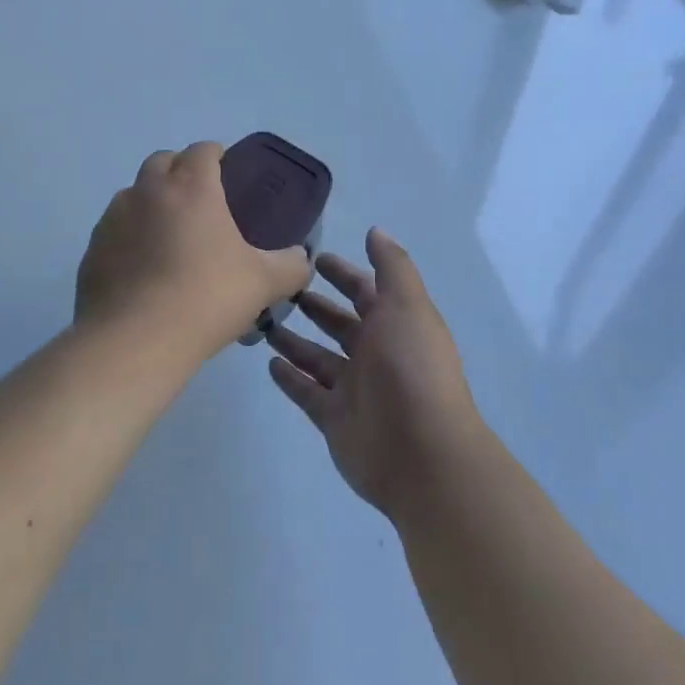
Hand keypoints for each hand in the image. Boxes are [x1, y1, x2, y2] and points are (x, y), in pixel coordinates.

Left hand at [75, 143, 312, 363]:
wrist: (134, 341)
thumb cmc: (206, 298)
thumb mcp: (263, 283)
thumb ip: (290, 266)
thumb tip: (300, 258)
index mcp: (191, 187)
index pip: (202, 150)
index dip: (215, 155)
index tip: (226, 171)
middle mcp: (148, 191)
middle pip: (162, 161)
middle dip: (180, 170)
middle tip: (199, 202)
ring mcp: (114, 218)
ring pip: (134, 194)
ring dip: (151, 202)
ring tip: (169, 237)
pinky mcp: (92, 249)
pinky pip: (114, 230)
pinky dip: (129, 237)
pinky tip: (143, 269)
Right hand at [267, 229, 484, 519]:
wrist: (421, 453)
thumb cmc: (412, 368)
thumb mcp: (406, 305)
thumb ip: (391, 267)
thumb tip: (375, 231)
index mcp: (395, 324)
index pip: (365, 291)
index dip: (343, 274)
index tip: (313, 257)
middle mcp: (375, 354)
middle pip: (339, 324)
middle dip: (315, 305)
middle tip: (278, 288)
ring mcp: (354, 389)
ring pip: (318, 357)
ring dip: (295, 340)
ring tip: (263, 320)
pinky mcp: (334, 419)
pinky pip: (307, 393)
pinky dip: (290, 378)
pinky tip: (268, 363)